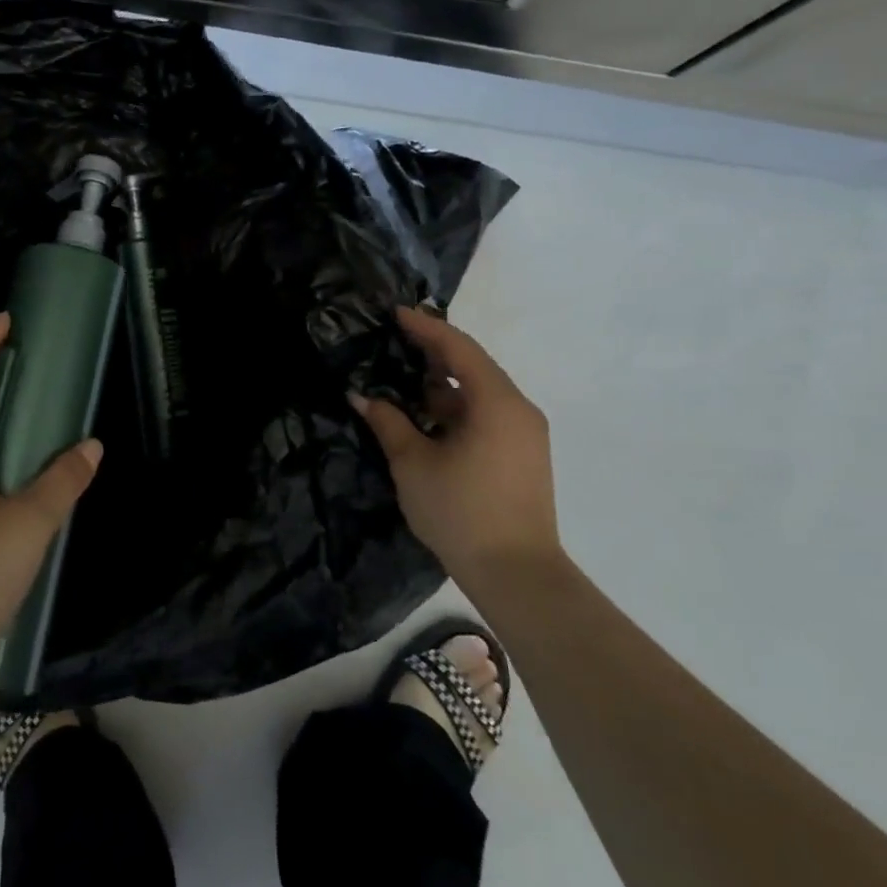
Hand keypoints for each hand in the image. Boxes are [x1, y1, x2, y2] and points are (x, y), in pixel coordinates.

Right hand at [350, 307, 561, 593]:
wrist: (516, 573)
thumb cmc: (461, 511)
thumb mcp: (413, 463)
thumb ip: (388, 422)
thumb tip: (361, 396)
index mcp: (497, 402)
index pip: (458, 348)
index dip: (425, 327)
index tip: (395, 313)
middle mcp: (518, 409)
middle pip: (473, 366)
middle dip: (433, 352)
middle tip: (394, 340)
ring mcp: (524, 434)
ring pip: (479, 393)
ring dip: (442, 384)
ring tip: (402, 378)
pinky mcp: (521, 455)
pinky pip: (486, 415)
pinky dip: (455, 408)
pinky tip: (425, 415)